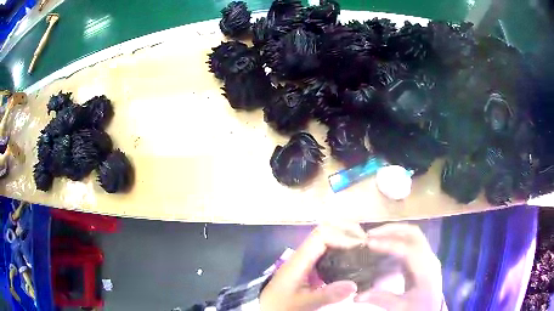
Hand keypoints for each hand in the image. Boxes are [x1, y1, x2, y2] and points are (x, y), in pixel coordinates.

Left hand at [260, 223, 365, 310]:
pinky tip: (351, 257)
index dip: (342, 237)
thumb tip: (354, 284)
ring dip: (344, 237)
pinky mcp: (308, 266)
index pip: (321, 236)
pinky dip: (341, 248)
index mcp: (299, 260)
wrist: (266, 308)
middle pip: (324, 231)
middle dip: (346, 231)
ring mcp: (305, 259)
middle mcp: (302, 255)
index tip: (360, 246)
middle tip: (366, 241)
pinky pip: (326, 250)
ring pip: (325, 238)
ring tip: (363, 246)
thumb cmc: (281, 305)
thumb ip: (327, 295)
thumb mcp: (303, 303)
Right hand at [355, 223, 442, 310]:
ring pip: (413, 236)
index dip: (389, 244)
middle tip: (370, 234)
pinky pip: (410, 243)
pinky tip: (383, 248)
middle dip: (392, 230)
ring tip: (375, 237)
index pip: (409, 249)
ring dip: (394, 233)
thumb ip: (380, 299)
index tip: (369, 243)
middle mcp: (429, 258)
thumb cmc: (418, 308)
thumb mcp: (400, 307)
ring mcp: (427, 257)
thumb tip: (356, 296)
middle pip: (413, 234)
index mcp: (426, 271)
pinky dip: (396, 241)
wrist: (432, 310)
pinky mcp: (423, 259)